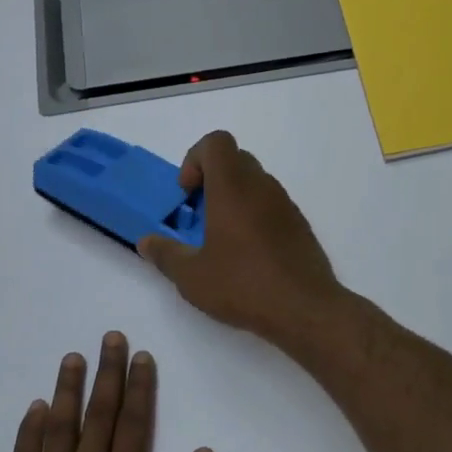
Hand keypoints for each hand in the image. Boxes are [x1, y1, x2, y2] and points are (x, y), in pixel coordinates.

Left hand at [1, 334, 215, 451]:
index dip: (139, 386)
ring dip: (67, 390)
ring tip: (72, 358)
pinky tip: (35, 408)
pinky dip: (29, 431)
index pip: (133, 422)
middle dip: (107, 373)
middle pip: (98, 414)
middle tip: (109, 338)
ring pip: (59, 427)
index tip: (141, 356)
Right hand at [137, 131, 343, 342]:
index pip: (216, 142)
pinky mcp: (299, 225)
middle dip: (211, 179)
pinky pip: (271, 204)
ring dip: (233, 198)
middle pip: (235, 159)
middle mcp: (262, 187)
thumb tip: (146, 242)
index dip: (195, 159)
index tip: (187, 194)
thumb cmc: (243, 285)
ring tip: (220, 238)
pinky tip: (247, 254)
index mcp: (233, 188)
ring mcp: (285, 204)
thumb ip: (165, 254)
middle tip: (199, 215)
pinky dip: (253, 215)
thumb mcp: (192, 276)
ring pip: (255, 182)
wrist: (305, 309)